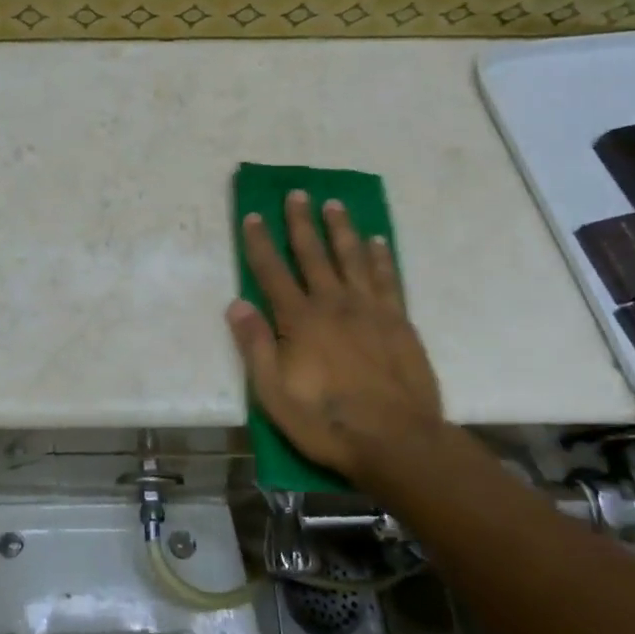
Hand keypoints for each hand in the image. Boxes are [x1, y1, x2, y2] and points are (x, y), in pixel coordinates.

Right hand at [226, 190, 444, 482]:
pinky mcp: (398, 321)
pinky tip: (377, 241)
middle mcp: (333, 304)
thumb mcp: (274, 392)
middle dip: (301, 223)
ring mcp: (369, 310)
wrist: (397, 440)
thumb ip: (255, 345)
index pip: (272, 272)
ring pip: (351, 258)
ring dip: (341, 229)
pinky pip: (387, 279)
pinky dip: (380, 257)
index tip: (255, 215)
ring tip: (334, 204)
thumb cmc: (327, 420)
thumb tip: (236, 304)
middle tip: (297, 193)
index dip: (261, 243)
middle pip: (313, 254)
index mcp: (299, 320)